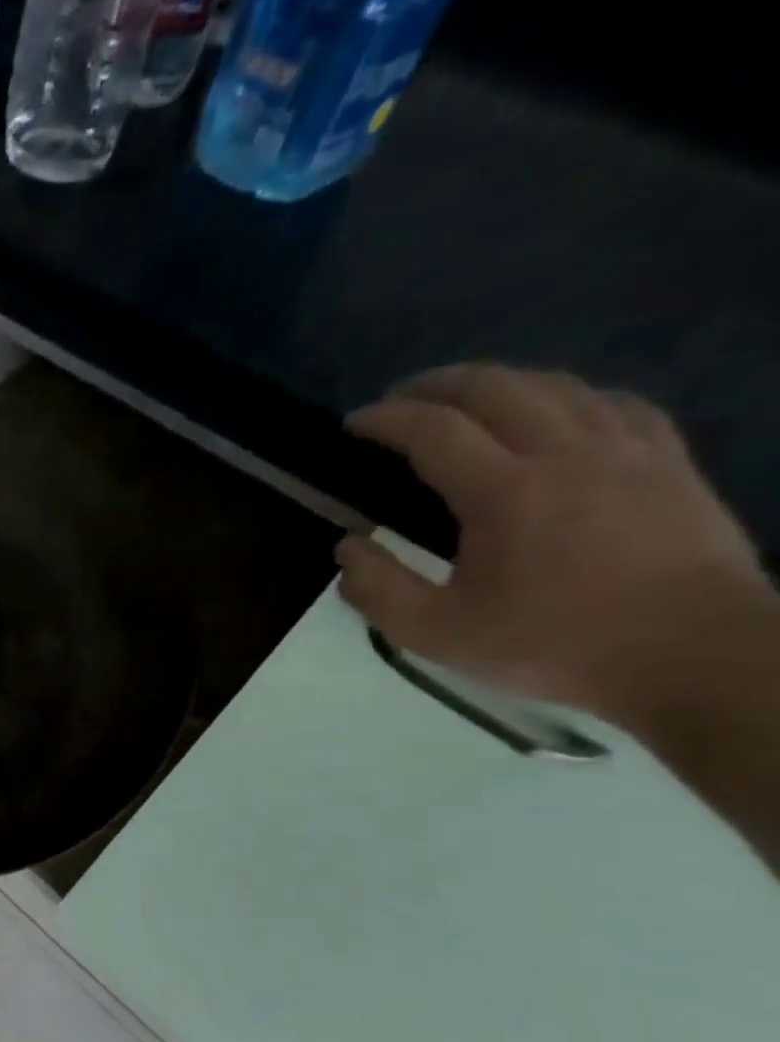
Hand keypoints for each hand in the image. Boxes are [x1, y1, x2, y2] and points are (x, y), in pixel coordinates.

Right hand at [337, 363, 772, 729]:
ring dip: (497, 383)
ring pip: (555, 385)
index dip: (385, 418)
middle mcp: (567, 452)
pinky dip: (565, 396)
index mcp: (506, 492)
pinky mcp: (669, 460)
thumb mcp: (434, 634)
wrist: (694, 658)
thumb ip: (376, 588)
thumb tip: (348, 546)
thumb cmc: (552, 646)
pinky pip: (612, 403)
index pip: (433, 430)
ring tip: (463, 402)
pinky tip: (552, 413)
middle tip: (399, 401)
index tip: (353, 423)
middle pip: (495, 386)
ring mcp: (627, 450)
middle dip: (435, 385)